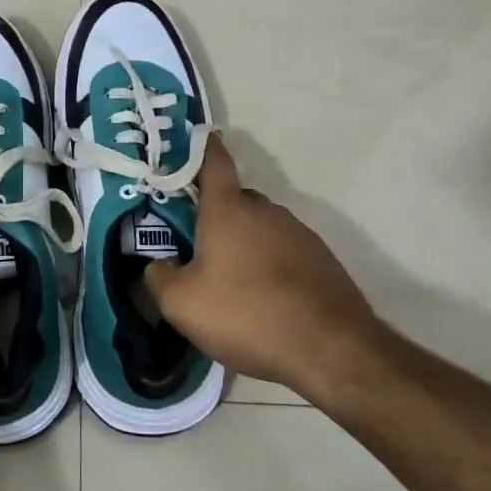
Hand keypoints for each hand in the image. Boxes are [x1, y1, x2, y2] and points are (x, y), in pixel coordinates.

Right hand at [145, 136, 388, 401]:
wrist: (331, 350)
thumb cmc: (246, 314)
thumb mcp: (181, 304)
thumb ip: (158, 276)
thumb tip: (158, 263)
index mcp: (228, 209)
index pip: (213, 162)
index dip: (202, 148)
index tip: (194, 139)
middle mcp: (265, 210)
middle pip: (235, 200)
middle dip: (215, 215)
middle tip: (196, 246)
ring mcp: (299, 233)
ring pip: (260, 228)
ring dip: (244, 244)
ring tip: (232, 284)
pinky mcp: (322, 260)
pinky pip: (284, 252)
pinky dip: (270, 266)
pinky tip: (265, 301)